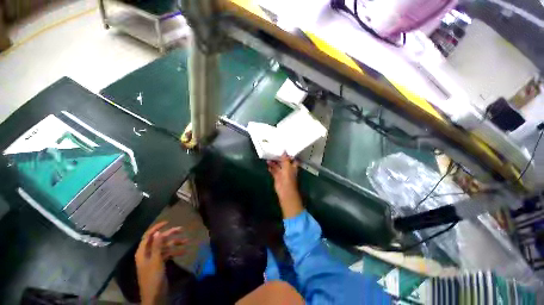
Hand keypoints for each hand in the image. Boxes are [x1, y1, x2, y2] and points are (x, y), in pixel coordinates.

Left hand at [135, 222, 186, 304]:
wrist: (154, 295)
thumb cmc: (153, 277)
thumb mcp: (156, 260)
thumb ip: (157, 246)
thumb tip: (158, 232)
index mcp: (143, 252)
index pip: (148, 236)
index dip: (157, 228)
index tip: (168, 222)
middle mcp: (148, 253)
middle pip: (159, 240)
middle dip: (170, 235)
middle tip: (182, 229)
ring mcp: (154, 258)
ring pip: (165, 246)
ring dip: (175, 244)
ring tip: (187, 241)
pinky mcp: (160, 263)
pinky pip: (168, 254)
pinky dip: (175, 252)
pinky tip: (184, 252)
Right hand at [267, 154, 302, 218]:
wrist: (285, 190)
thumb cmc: (288, 177)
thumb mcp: (287, 166)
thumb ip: (285, 158)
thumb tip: (284, 150)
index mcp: (293, 166)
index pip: (292, 159)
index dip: (289, 154)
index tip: (284, 149)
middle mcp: (288, 169)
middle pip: (283, 161)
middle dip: (279, 157)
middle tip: (274, 151)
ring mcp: (282, 173)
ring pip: (278, 166)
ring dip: (274, 162)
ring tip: (269, 157)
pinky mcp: (277, 176)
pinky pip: (273, 170)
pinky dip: (271, 167)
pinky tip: (267, 164)